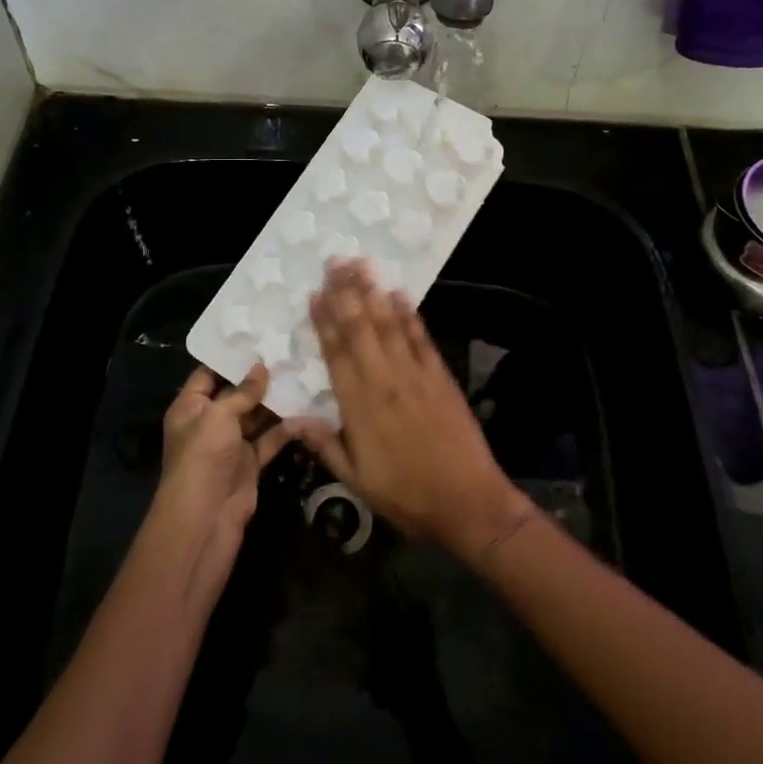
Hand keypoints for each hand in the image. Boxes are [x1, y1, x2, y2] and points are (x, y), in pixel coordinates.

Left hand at [149, 364, 290, 574]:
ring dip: (277, 400)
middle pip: (236, 393)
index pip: (208, 374)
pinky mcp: (250, 463)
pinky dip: (286, 428)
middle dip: (260, 376)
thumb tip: (261, 367)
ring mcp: (231, 444)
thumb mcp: (218, 416)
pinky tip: (307, 410)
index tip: (259, 337)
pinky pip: (270, 439)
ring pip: (256, 415)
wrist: (205, 519)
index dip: (231, 357)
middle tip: (290, 351)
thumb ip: (242, 391)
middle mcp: (209, 422)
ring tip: (304, 373)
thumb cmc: (203, 458)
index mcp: (190, 407)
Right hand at [296, 261, 531, 564]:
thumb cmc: (407, 496)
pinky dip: (410, 314)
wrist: (469, 502)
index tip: (315, 293)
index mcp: (359, 407)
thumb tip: (294, 419)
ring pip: (390, 325)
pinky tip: (399, 294)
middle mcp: (385, 382)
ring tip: (362, 265)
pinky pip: (421, 338)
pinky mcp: (441, 376)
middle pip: (361, 328)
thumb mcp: (356, 481)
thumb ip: (326, 446)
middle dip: (347, 293)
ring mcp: (416, 375)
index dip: (324, 321)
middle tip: (336, 261)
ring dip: (374, 293)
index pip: (336, 354)